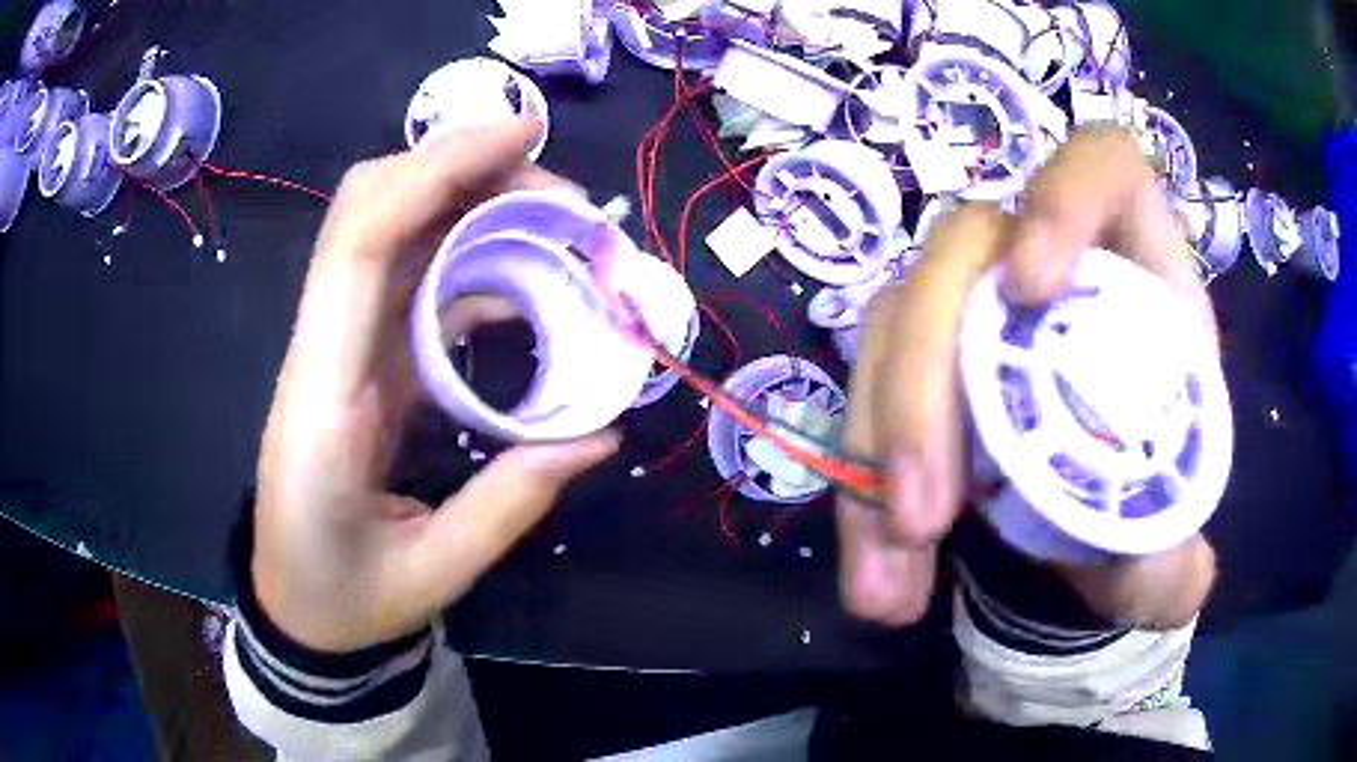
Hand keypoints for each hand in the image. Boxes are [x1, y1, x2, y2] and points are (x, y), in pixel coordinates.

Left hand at [253, 119, 618, 652]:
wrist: (294, 607)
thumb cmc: (344, 597)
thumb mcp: (432, 573)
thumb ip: (511, 502)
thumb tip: (601, 433)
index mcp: (324, 398)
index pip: (362, 245)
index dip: (435, 172)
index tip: (520, 136)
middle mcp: (323, 349)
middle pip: (371, 210)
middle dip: (461, 171)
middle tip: (560, 196)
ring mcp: (340, 348)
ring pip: (393, 234)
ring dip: (474, 209)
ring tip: (559, 231)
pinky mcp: (359, 360)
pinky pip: (413, 284)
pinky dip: (472, 263)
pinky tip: (527, 288)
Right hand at [837, 128, 1216, 628]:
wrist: (1095, 529)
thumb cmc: (1149, 506)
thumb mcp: (1168, 548)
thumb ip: (1171, 562)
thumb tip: (1149, 569)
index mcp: (1134, 278)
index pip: (1101, 170)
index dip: (1062, 198)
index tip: (1030, 288)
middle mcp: (1044, 272)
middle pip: (960, 256)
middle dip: (927, 381)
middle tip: (922, 518)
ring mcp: (975, 312)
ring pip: (894, 322)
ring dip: (876, 448)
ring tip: (893, 568)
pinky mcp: (926, 363)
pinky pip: (870, 389)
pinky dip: (861, 483)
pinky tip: (879, 573)